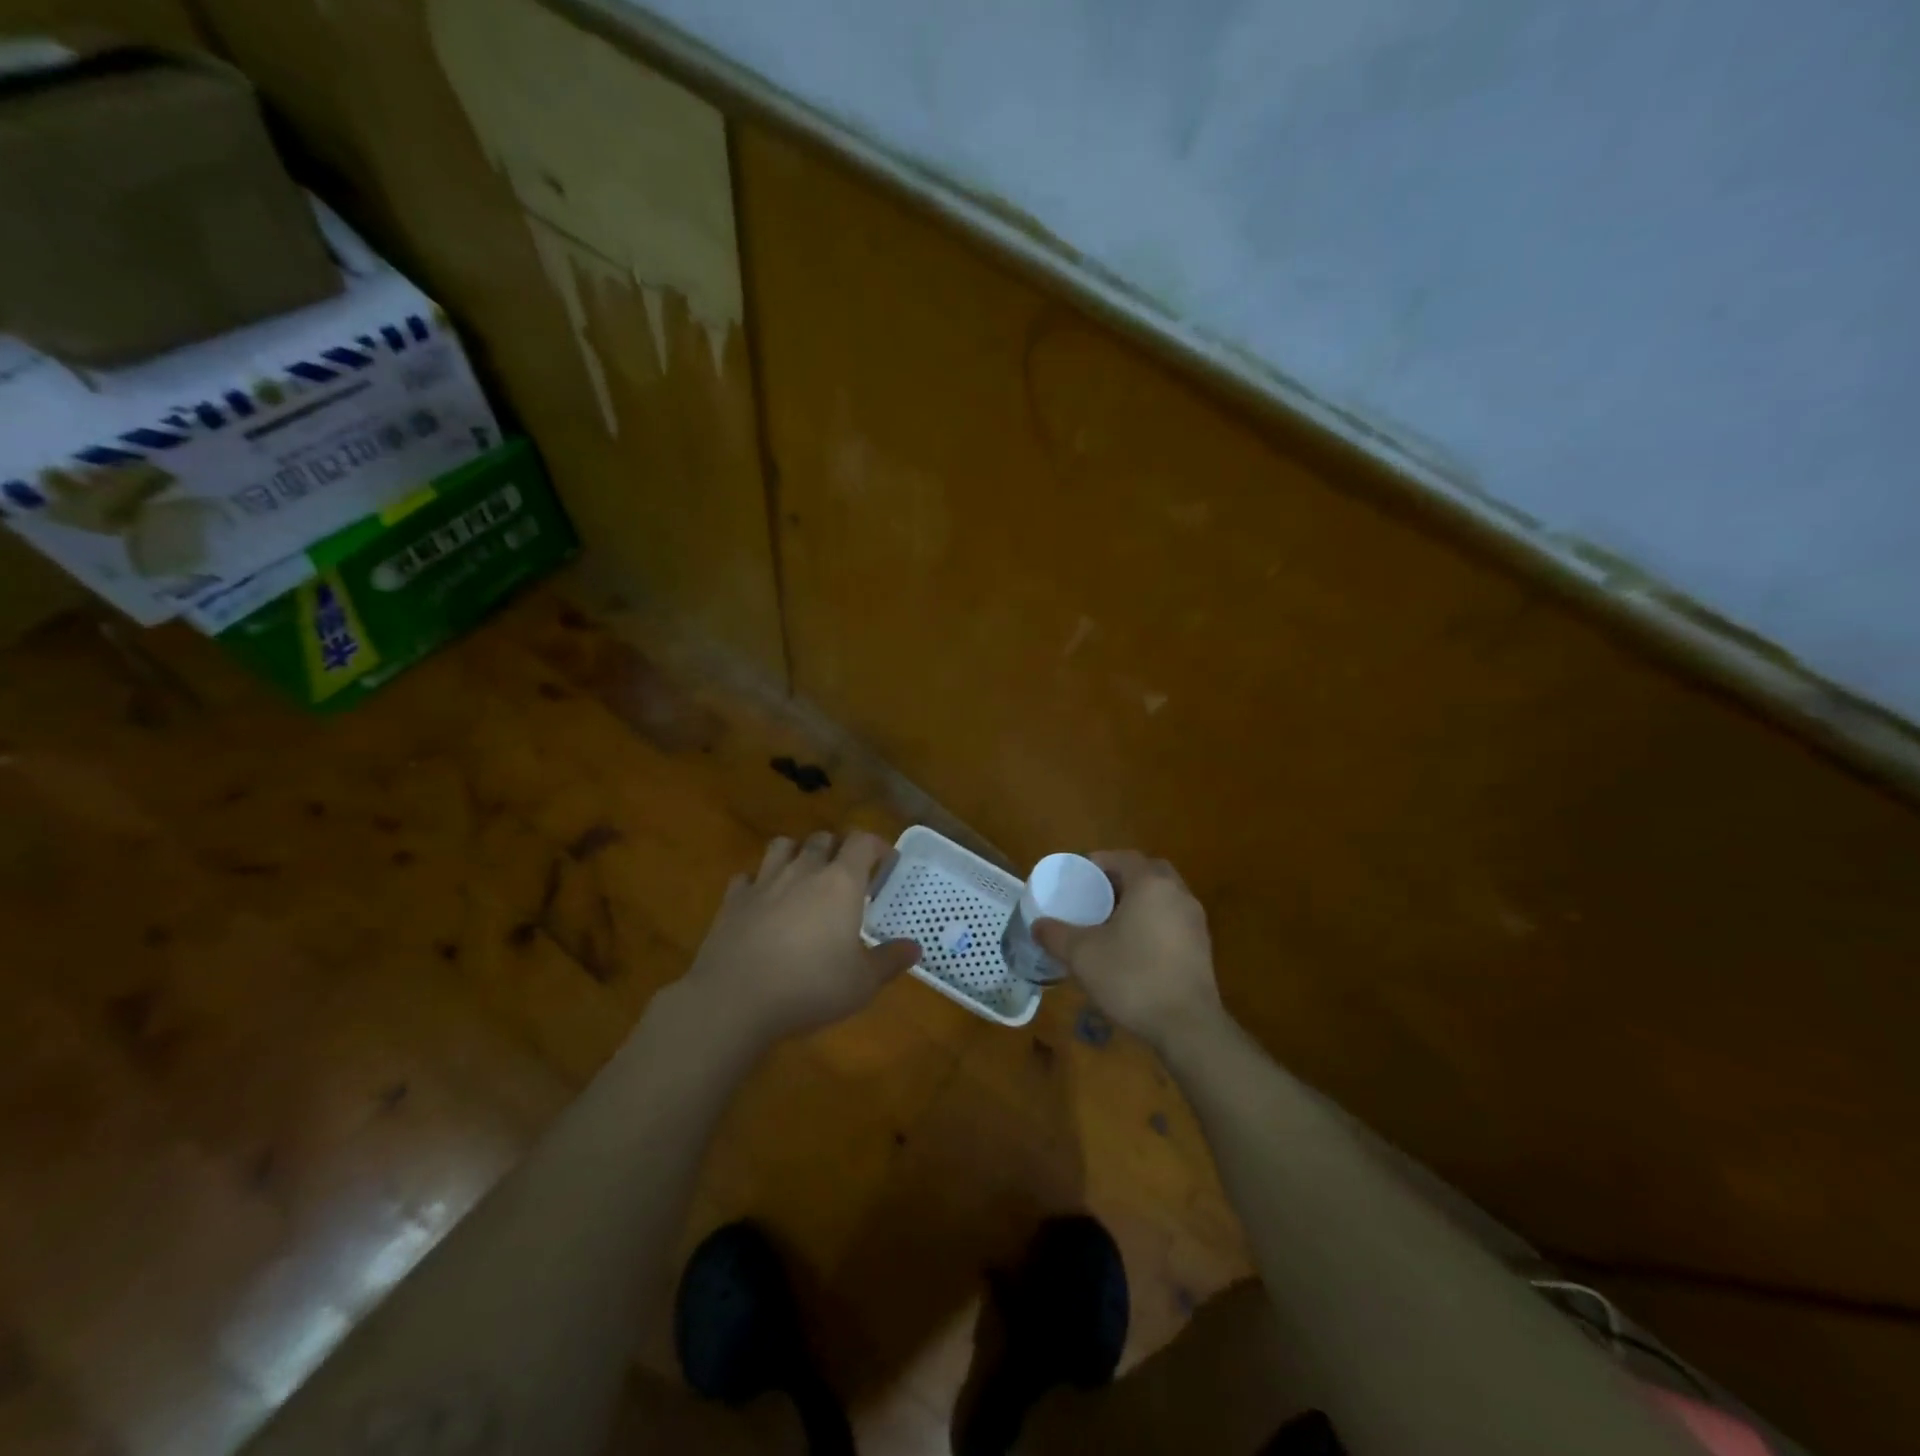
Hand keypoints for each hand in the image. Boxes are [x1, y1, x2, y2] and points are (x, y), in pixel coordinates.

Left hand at [683, 830, 919, 1044]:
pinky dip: (758, 882)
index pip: (862, 842)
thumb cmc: (810, 986)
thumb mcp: (862, 983)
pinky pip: (747, 877)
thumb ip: (890, 961)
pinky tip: (762, 900)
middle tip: (846, 873)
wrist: (735, 999)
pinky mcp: (733, 900)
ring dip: (797, 852)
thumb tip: (915, 948)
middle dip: (838, 848)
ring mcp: (764, 882)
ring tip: (803, 874)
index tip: (885, 862)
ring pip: (782, 846)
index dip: (876, 846)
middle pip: (823, 838)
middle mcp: (804, 871)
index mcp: (841, 882)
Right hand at [1034, 852, 1221, 1048]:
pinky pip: (1172, 920)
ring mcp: (1195, 921)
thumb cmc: (1132, 978)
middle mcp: (1178, 894)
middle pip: (1147, 872)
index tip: (1077, 876)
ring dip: (1139, 901)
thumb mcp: (1082, 955)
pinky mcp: (1202, 947)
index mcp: (1151, 884)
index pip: (1123, 857)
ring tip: (1111, 921)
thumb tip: (1038, 925)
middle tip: (1095, 895)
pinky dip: (1153, 923)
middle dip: (1121, 878)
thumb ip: (1056, 935)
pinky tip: (1133, 948)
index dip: (1098, 862)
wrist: (1187, 1026)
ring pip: (1163, 897)